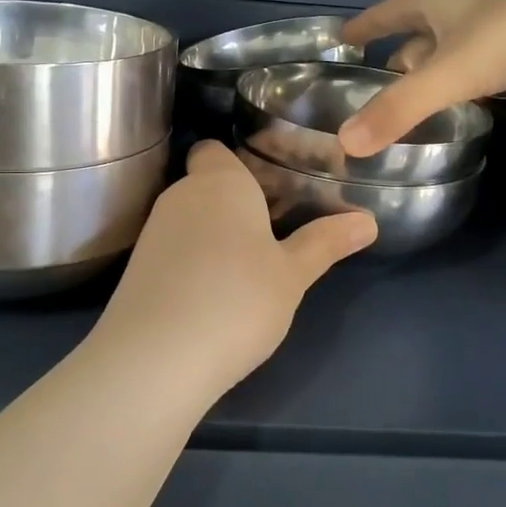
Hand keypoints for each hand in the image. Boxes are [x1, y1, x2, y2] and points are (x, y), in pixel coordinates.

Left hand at [94, 141, 376, 393]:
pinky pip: (173, 250)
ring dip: (214, 234)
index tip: (271, 185)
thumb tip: (368, 221)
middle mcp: (181, 195)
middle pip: (206, 185)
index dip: (239, 162)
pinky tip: (213, 293)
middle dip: (235, 203)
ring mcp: (153, 232)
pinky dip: (192, 262)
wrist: (156, 357)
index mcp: (220, 182)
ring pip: (190, 219)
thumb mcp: (292, 275)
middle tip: (275, 230)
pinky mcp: (137, 269)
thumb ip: (325, 243)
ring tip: (248, 266)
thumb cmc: (237, 299)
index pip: (215, 149)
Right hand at [339, 0, 505, 155]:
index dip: (364, 26)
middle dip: (401, 56)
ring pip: (458, 42)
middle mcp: (465, 1)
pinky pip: (491, 54)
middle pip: (421, 30)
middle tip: (381, 86)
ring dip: (439, 66)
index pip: (387, 12)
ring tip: (424, 97)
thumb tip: (346, 145)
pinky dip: (475, 72)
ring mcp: (505, 13)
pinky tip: (479, 94)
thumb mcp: (452, 73)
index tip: (341, 38)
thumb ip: (400, 110)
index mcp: (437, 1)